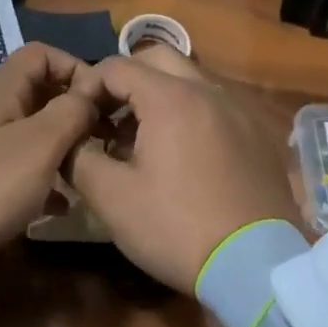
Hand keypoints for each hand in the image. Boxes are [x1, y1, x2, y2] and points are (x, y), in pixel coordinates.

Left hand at [0, 44, 98, 287]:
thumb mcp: (41, 144)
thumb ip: (71, 110)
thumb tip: (92, 91)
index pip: (40, 54)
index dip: (74, 67)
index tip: (101, 100)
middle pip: (38, 91)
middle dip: (74, 109)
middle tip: (103, 136)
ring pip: (32, 130)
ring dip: (63, 145)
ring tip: (88, 168)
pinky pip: (21, 164)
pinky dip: (44, 176)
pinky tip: (61, 204)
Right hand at [66, 47, 299, 290]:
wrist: (255, 266)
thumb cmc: (175, 227)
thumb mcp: (112, 198)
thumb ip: (79, 158)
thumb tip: (69, 140)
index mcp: (171, 98)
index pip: (117, 67)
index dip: (88, 86)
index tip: (77, 118)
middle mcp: (210, 91)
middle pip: (159, 60)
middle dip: (126, 80)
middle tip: (108, 118)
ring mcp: (240, 112)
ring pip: (191, 81)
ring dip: (159, 97)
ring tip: (140, 140)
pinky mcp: (258, 136)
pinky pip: (216, 107)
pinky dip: (189, 115)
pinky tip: (181, 157)